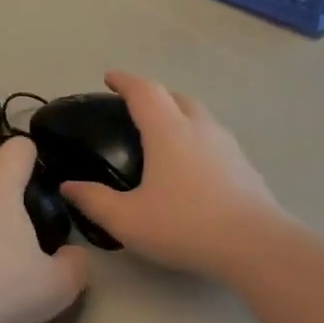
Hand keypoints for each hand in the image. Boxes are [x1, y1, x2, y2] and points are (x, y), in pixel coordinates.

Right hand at [61, 71, 285, 276]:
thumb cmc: (185, 225)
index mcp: (168, 131)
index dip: (124, 81)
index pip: (144, 91)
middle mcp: (199, 127)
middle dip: (153, 95)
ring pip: (199, 115)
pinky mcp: (245, 165)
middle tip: (135, 109)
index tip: (109, 78)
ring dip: (178, 114)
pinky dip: (196, 138)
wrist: (255, 244)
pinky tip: (191, 166)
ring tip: (162, 135)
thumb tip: (69, 186)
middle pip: (175, 96)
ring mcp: (227, 145)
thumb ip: (94, 201)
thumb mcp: (127, 220)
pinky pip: (214, 139)